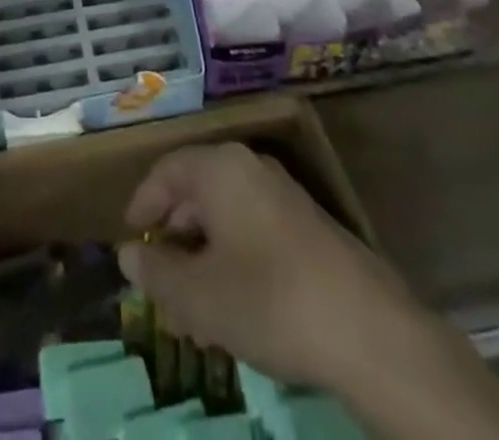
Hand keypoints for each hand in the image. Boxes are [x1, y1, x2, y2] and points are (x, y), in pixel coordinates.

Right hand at [117, 147, 498, 439]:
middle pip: (197, 191)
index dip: (142, 204)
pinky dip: (234, 257)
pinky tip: (236, 304)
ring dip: (203, 252)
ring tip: (193, 303)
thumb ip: (156, 272)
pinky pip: (254, 228)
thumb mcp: (198, 295)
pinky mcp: (310, 225)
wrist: (369, 332)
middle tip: (160, 280)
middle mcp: (250, 167)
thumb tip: (129, 254)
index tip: (131, 238)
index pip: (166, 171)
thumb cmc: (269, 299)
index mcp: (219, 168)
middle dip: (174, 235)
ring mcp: (284, 194)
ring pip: (226, 214)